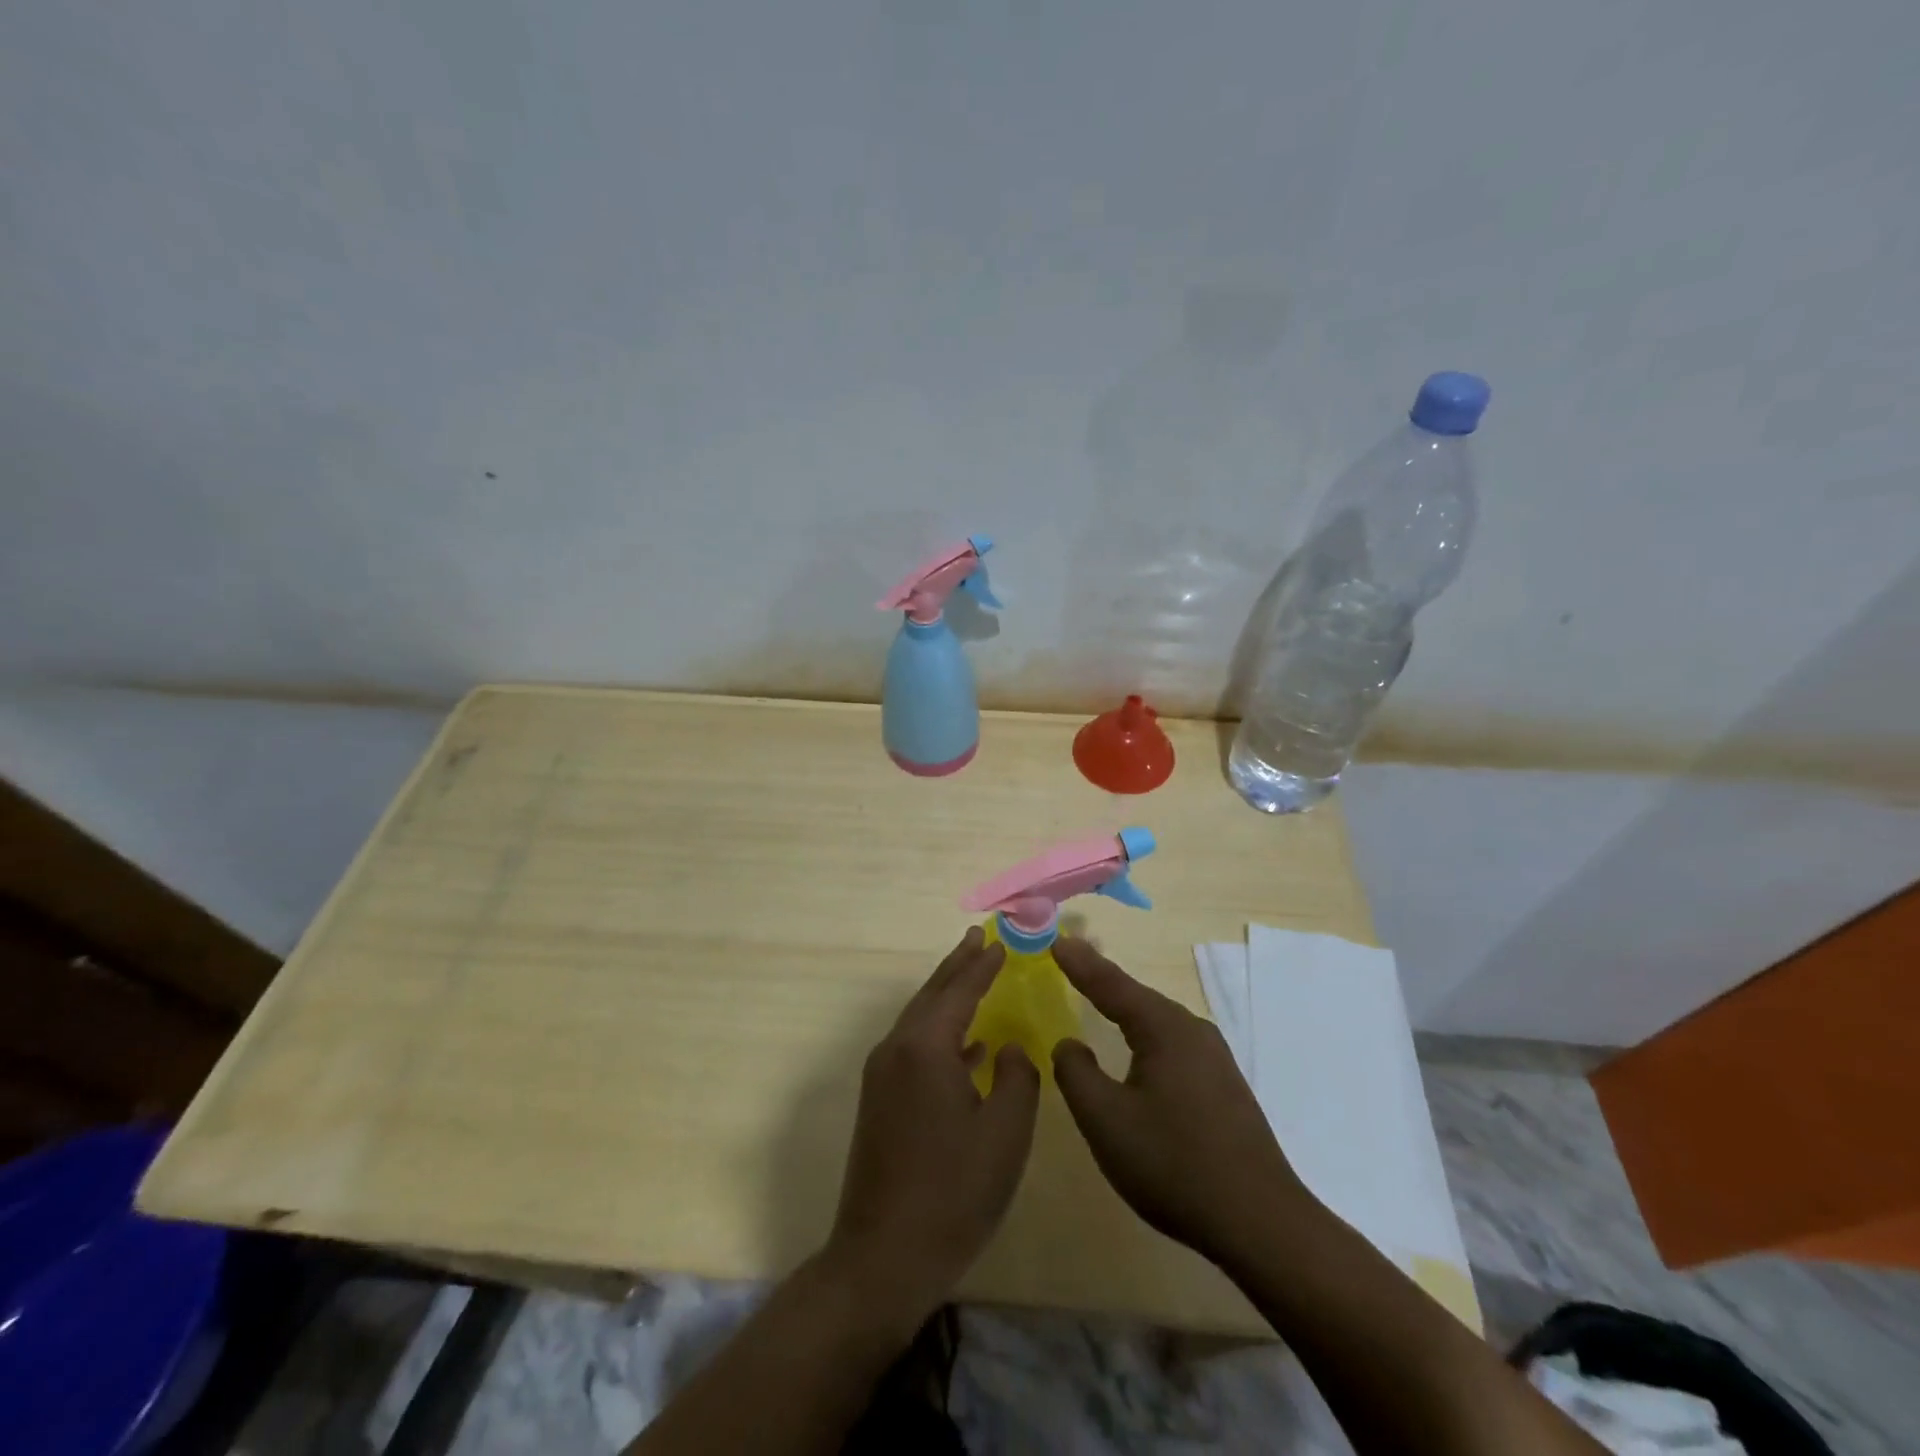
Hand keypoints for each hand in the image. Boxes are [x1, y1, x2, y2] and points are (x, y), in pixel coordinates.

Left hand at [825, 927, 1039, 1329]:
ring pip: (919, 1019)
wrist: (884, 1255)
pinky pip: (913, 1046)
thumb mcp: (1005, 1132)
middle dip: (957, 965)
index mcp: (925, 1047)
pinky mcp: (879, 1100)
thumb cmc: (953, 1191)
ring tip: (973, 976)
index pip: (959, 990)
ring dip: (947, 996)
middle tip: (978, 938)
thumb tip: (1009, 1047)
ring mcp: (882, 1075)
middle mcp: (896, 1049)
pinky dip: (940, 1033)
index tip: (1000, 940)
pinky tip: (967, 1047)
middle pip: (932, 994)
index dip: (982, 964)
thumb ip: (1018, 1077)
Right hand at [1051, 937, 1315, 1267]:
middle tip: (1072, 963)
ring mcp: (1215, 1059)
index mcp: (1164, 1029)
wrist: (1261, 1223)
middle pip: (1138, 998)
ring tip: (1099, 998)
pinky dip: (1146, 1038)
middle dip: (1103, 981)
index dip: (1081, 964)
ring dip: (1126, 1010)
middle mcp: (1193, 1031)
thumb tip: (1069, 1043)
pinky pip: (1173, 1046)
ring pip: (1158, 1023)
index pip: (1112, 985)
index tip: (1055, 941)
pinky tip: (1139, 1053)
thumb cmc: (1174, 1164)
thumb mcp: (1106, 1120)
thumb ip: (1076, 1073)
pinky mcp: (1225, 1087)